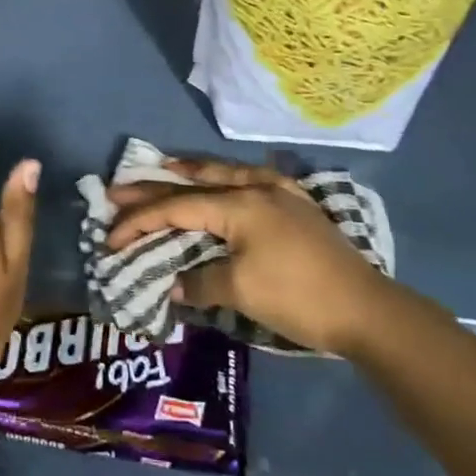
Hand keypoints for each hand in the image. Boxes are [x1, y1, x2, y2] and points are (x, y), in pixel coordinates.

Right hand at [107, 159, 391, 355]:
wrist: (365, 308)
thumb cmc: (298, 297)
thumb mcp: (242, 293)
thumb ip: (201, 282)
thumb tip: (174, 283)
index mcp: (238, 204)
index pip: (177, 208)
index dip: (140, 220)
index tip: (109, 236)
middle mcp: (256, 188)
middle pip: (196, 183)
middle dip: (155, 187)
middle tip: (119, 188)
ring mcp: (280, 194)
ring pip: (226, 174)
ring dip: (193, 173)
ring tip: (167, 166)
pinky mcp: (298, 206)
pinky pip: (255, 181)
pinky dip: (232, 179)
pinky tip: (232, 180)